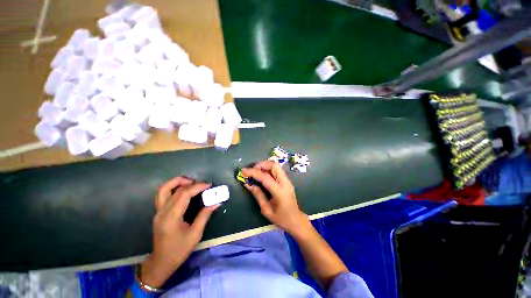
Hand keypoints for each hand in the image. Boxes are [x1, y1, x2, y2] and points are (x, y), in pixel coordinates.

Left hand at [141, 177, 219, 287]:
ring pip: (163, 189)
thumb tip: (217, 202)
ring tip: (191, 182)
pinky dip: (174, 187)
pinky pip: (163, 194)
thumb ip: (205, 215)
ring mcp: (158, 211)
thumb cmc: (179, 250)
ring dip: (177, 182)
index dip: (197, 186)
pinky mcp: (158, 212)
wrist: (161, 262)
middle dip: (189, 182)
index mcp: (171, 217)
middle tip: (201, 183)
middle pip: (173, 189)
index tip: (209, 185)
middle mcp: (162, 211)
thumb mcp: (196, 233)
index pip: (183, 194)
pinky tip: (183, 190)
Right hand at [242, 161, 309, 235]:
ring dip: (264, 166)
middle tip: (251, 170)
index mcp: (279, 191)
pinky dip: (268, 169)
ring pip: (276, 166)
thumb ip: (258, 195)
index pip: (265, 177)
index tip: (243, 171)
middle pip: (274, 165)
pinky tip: (262, 175)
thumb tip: (248, 184)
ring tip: (255, 171)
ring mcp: (287, 180)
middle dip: (261, 165)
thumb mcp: (266, 210)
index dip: (253, 172)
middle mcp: (285, 182)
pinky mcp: (287, 181)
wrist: (296, 220)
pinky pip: (277, 170)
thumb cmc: (281, 218)